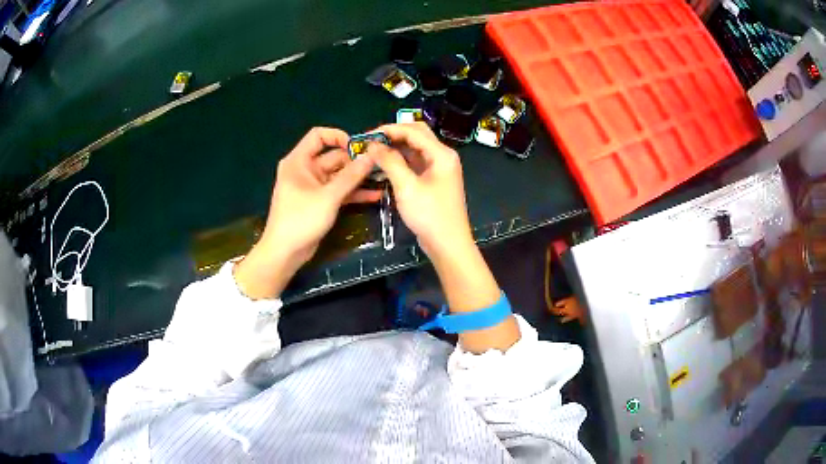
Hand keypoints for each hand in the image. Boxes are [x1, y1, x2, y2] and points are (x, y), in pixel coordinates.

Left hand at [234, 127, 380, 298]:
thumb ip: (351, 176)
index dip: (339, 137)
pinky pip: (338, 191)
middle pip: (333, 156)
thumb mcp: (328, 197)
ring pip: (339, 175)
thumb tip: (371, 156)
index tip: (359, 147)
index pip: (319, 136)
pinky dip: (353, 193)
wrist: (285, 253)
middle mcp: (305, 169)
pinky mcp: (319, 201)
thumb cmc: (301, 220)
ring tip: (382, 179)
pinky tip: (374, 196)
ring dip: (358, 178)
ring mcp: (313, 186)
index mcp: (299, 161)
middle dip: (355, 161)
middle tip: (380, 165)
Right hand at [369, 122, 473, 258]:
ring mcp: (439, 168)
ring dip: (396, 147)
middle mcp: (442, 155)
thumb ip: (390, 162)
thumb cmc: (429, 215)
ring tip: (374, 151)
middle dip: (393, 135)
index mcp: (441, 154)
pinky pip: (416, 162)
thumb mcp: (407, 187)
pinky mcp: (434, 179)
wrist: (448, 244)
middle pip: (416, 134)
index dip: (389, 129)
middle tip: (370, 141)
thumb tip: (373, 145)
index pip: (413, 131)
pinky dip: (401, 160)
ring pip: (415, 148)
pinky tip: (385, 163)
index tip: (367, 135)